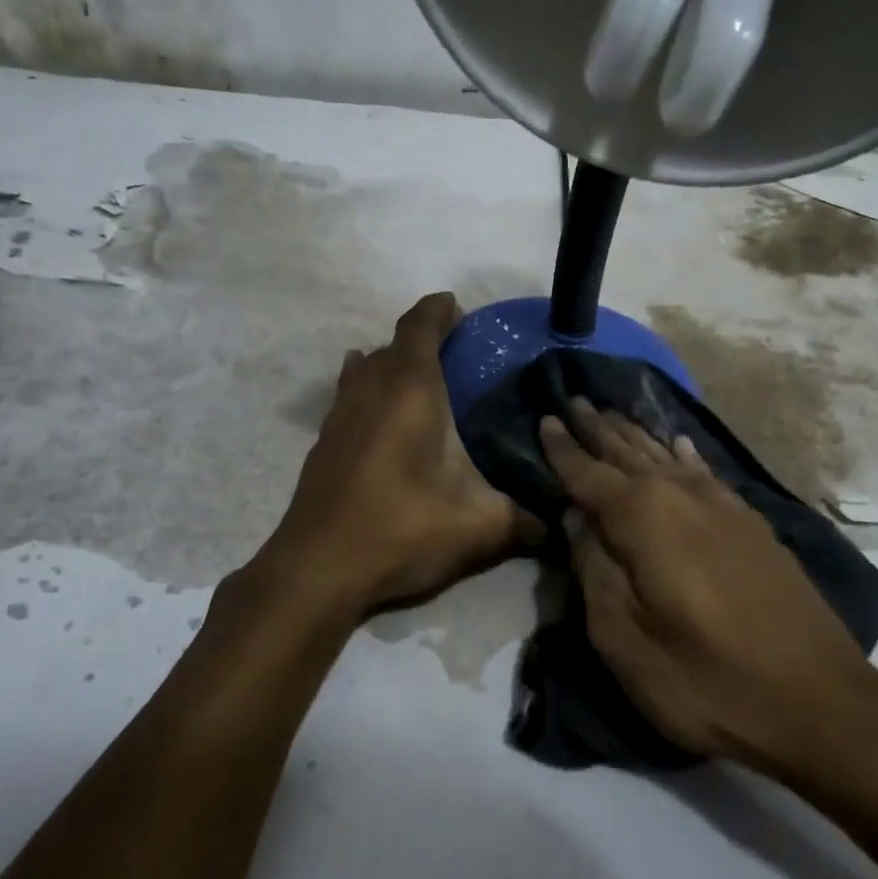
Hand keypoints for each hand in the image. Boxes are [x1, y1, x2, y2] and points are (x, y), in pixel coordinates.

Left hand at [263, 293, 536, 617]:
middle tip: (458, 355)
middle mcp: (370, 390)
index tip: (459, 309)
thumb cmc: (402, 530)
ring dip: (392, 363)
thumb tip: (559, 528)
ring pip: (366, 368)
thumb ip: (525, 522)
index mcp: (410, 391)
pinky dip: (367, 388)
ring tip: (421, 379)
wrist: (318, 569)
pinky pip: (348, 394)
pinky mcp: (323, 442)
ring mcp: (340, 414)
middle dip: (423, 339)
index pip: (420, 326)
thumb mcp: (478, 527)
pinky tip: (377, 410)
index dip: (439, 310)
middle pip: (394, 345)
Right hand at [541, 401, 877, 788]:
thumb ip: (593, 569)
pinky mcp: (751, 524)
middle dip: (598, 429)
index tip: (544, 419)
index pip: (588, 474)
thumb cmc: (706, 679)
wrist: (818, 703)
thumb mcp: (624, 639)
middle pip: (628, 454)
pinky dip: (684, 455)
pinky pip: (705, 473)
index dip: (563, 448)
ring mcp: (722, 506)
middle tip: (575, 400)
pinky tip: (678, 444)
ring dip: (635, 435)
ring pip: (666, 457)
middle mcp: (681, 496)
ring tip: (612, 413)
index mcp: (643, 518)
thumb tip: (576, 518)